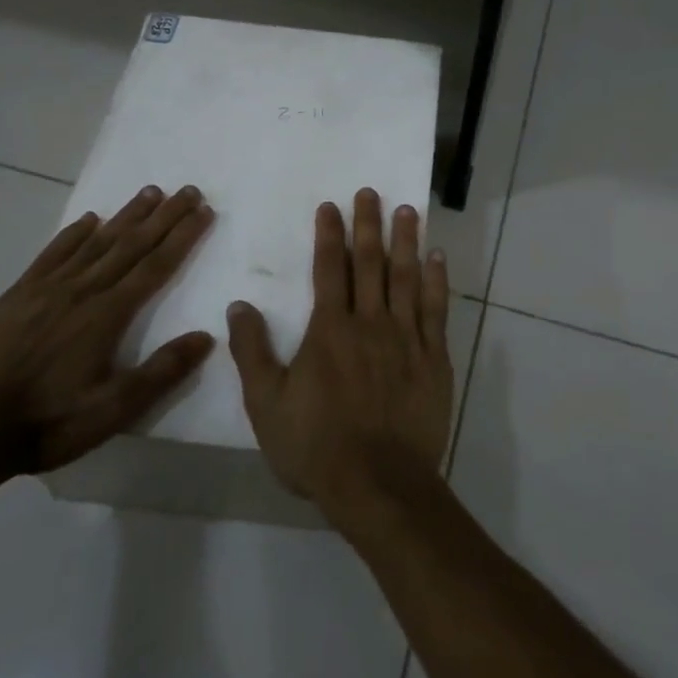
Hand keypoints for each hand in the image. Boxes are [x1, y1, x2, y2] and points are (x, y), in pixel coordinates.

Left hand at [0, 183, 215, 477]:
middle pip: (131, 244)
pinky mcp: (18, 294)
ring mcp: (48, 288)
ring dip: (126, 215)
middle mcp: (83, 290)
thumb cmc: (47, 423)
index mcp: (108, 314)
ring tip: (150, 192)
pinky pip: (53, 253)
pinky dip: (74, 232)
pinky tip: (89, 219)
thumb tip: (206, 336)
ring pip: (96, 241)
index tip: (204, 210)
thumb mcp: (113, 411)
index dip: (183, 236)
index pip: (156, 265)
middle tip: (189, 190)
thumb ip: (161, 372)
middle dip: (164, 216)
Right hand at [227, 189, 452, 521]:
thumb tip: (239, 306)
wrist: (378, 484)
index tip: (331, 206)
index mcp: (330, 330)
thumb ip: (252, 352)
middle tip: (370, 192)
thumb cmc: (316, 447)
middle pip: (370, 262)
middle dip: (368, 224)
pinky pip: (437, 310)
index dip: (330, 234)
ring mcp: (406, 338)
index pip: (329, 269)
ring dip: (406, 241)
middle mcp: (370, 322)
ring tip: (407, 210)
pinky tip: (438, 258)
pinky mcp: (434, 357)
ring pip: (407, 277)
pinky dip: (437, 282)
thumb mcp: (266, 405)